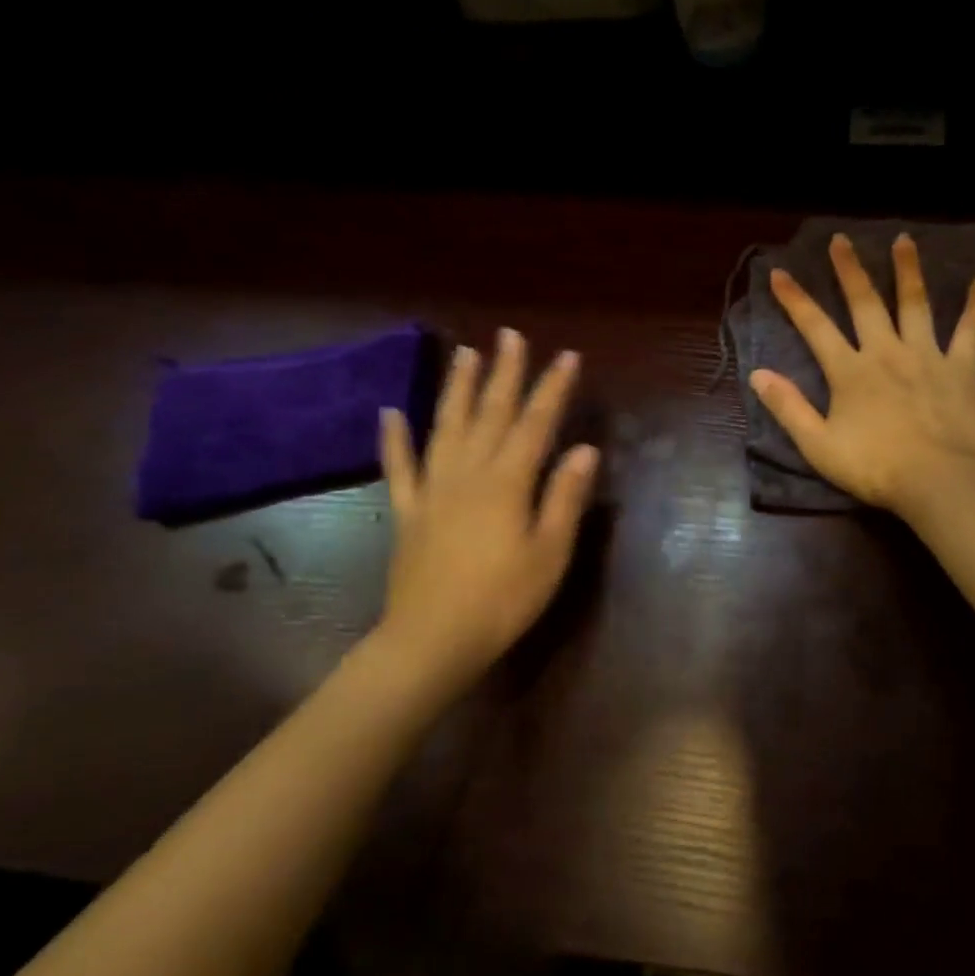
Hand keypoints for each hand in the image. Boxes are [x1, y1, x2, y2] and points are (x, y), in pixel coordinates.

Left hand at [375, 328, 597, 685]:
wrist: (433, 639)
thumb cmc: (503, 599)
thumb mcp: (550, 552)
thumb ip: (564, 498)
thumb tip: (584, 450)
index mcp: (508, 482)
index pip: (536, 423)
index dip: (552, 388)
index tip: (566, 356)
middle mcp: (469, 473)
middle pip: (489, 413)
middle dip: (503, 372)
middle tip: (509, 336)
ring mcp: (433, 490)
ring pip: (446, 427)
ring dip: (456, 388)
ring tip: (464, 354)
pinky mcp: (409, 512)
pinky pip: (399, 467)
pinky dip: (394, 438)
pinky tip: (389, 412)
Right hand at [749, 232, 974, 513]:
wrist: (938, 481)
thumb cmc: (875, 468)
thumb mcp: (819, 445)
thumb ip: (789, 408)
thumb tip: (758, 374)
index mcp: (850, 371)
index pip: (815, 327)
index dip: (795, 299)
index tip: (780, 272)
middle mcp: (886, 352)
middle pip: (865, 303)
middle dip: (850, 270)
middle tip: (841, 240)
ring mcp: (926, 356)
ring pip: (915, 304)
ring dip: (907, 270)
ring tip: (903, 240)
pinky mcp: (960, 369)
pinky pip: (969, 331)